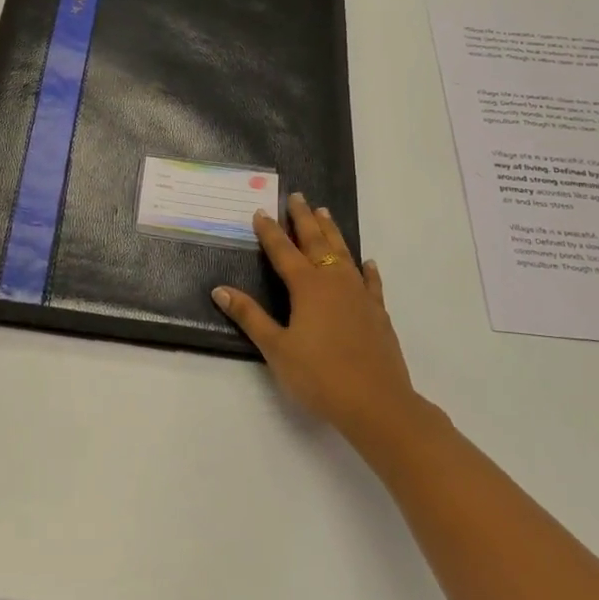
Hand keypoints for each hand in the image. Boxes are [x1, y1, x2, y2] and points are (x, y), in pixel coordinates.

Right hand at [212, 193, 425, 444]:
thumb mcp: (276, 348)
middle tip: (297, 196)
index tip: (261, 211)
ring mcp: (360, 295)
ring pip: (344, 253)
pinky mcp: (378, 312)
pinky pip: (371, 282)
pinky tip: (368, 262)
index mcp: (307, 287)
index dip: (270, 231)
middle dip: (304, 219)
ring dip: (332, 232)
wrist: (377, 403)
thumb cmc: (319, 376)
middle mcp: (334, 281)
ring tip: (324, 213)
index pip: (283, 251)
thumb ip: (249, 316)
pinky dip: (366, 269)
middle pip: (317, 242)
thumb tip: (220, 289)